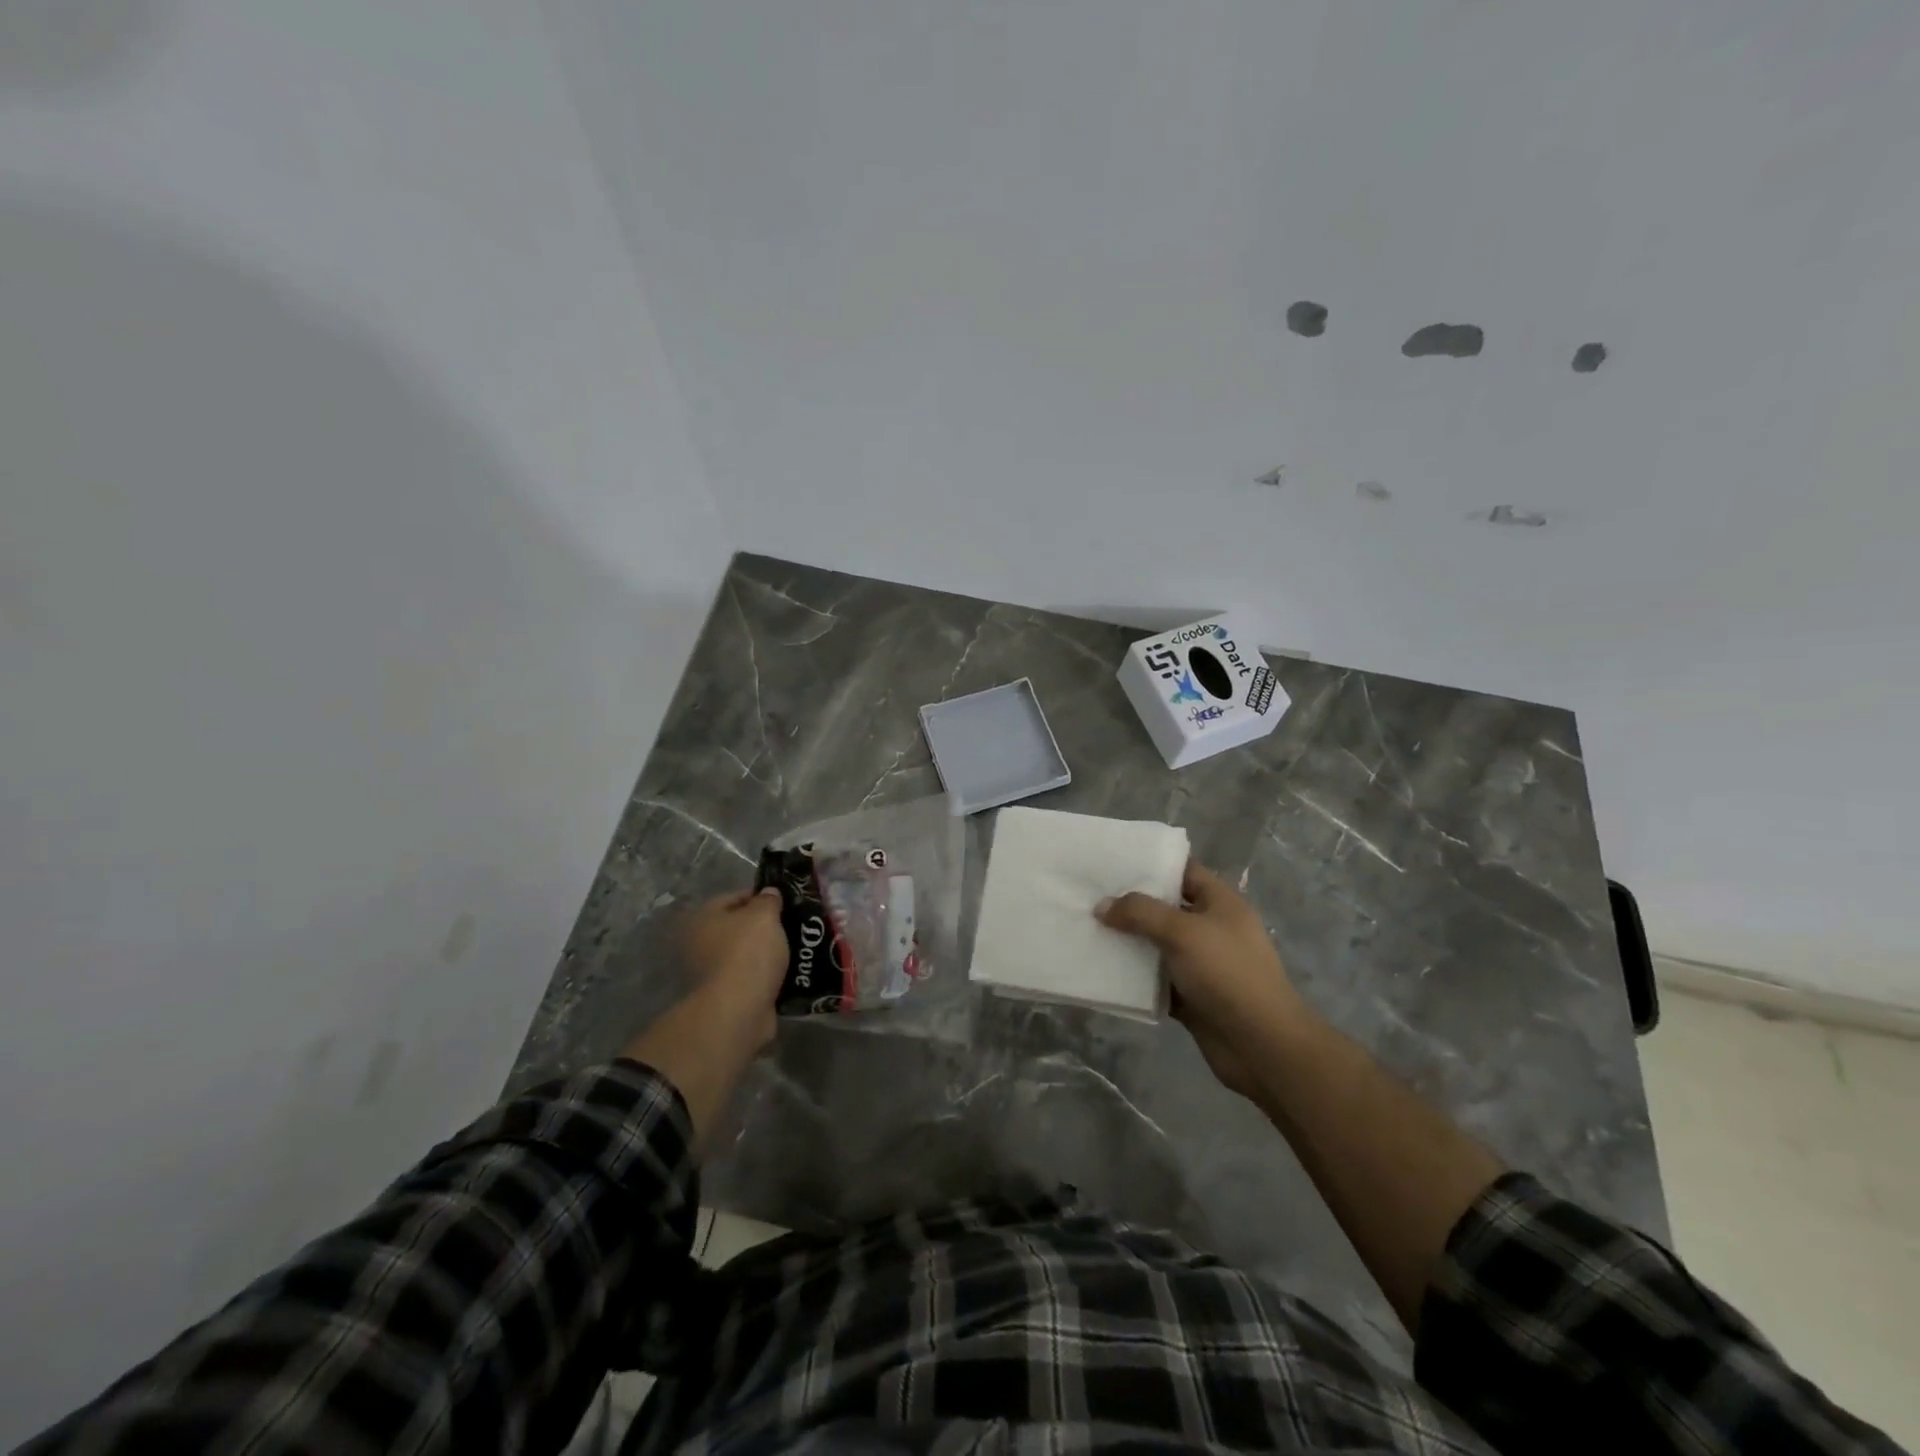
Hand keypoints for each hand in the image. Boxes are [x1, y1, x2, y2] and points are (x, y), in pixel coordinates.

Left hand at [679, 889, 788, 1053]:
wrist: (739, 1010)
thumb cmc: (748, 953)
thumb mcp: (764, 915)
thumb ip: (768, 900)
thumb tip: (769, 893)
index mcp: (704, 917)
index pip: (736, 897)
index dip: (762, 897)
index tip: (787, 903)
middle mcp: (701, 943)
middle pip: (740, 927)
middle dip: (766, 927)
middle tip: (794, 926)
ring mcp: (712, 972)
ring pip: (748, 954)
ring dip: (768, 953)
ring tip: (797, 949)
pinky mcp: (727, 996)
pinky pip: (752, 978)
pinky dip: (768, 976)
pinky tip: (790, 973)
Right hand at [1097, 862, 1305, 1097]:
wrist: (1261, 1045)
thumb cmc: (1227, 974)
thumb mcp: (1183, 932)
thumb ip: (1140, 913)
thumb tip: (1102, 906)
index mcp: (1221, 903)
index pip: (1184, 871)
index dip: (1152, 864)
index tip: (1113, 863)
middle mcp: (1212, 929)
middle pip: (1166, 908)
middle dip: (1131, 905)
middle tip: (1090, 896)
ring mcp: (1202, 965)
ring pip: (1158, 946)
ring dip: (1129, 943)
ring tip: (1088, 930)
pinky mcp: (1192, 997)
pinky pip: (1157, 981)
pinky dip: (1135, 978)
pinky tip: (1104, 971)